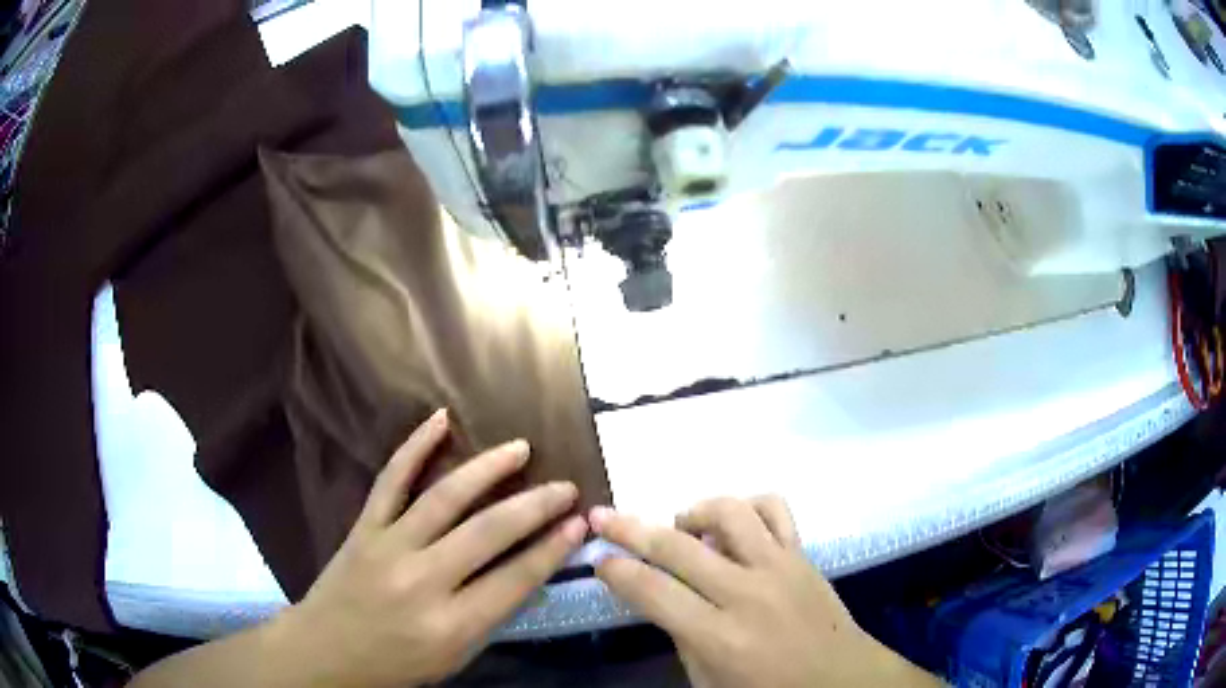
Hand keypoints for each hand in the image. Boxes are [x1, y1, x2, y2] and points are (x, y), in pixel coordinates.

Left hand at [274, 410, 587, 686]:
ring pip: (445, 497)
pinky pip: (390, 480)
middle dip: (534, 505)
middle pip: (488, 533)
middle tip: (565, 486)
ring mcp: (389, 547)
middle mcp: (423, 581)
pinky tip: (440, 419)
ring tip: (520, 448)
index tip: (579, 523)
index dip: (552, 549)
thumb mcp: (454, 657)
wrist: (326, 652)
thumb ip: (490, 616)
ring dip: (487, 468)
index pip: (515, 580)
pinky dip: (415, 446)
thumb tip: (527, 570)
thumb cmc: (396, 664)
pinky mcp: (364, 527)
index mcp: (451, 625)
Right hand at [590, 496, 940, 687]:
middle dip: (630, 528)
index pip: (652, 591)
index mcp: (718, 636)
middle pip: (677, 547)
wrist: (840, 678)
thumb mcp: (709, 681)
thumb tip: (659, 596)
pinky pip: (775, 509)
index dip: (617, 570)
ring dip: (694, 512)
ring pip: (729, 513)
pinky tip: (734, 524)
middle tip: (604, 517)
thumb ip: (681, 636)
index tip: (599, 559)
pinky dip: (748, 506)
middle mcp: (746, 593)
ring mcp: (779, 566)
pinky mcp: (803, 553)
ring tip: (681, 526)